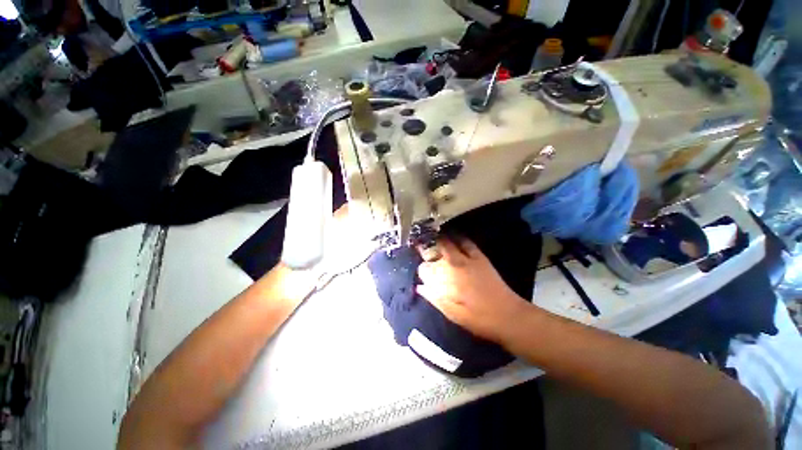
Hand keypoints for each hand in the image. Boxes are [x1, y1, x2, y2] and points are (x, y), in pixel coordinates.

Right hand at [416, 237, 530, 343]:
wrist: (506, 315)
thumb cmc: (476, 318)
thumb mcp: (451, 313)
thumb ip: (433, 298)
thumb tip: (419, 287)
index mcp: (443, 281)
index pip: (424, 269)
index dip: (422, 270)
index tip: (424, 273)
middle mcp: (451, 266)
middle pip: (433, 252)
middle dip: (426, 250)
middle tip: (424, 250)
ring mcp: (465, 259)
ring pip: (446, 244)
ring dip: (438, 240)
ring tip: (433, 238)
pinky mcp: (478, 257)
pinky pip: (465, 242)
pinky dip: (458, 237)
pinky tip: (453, 235)